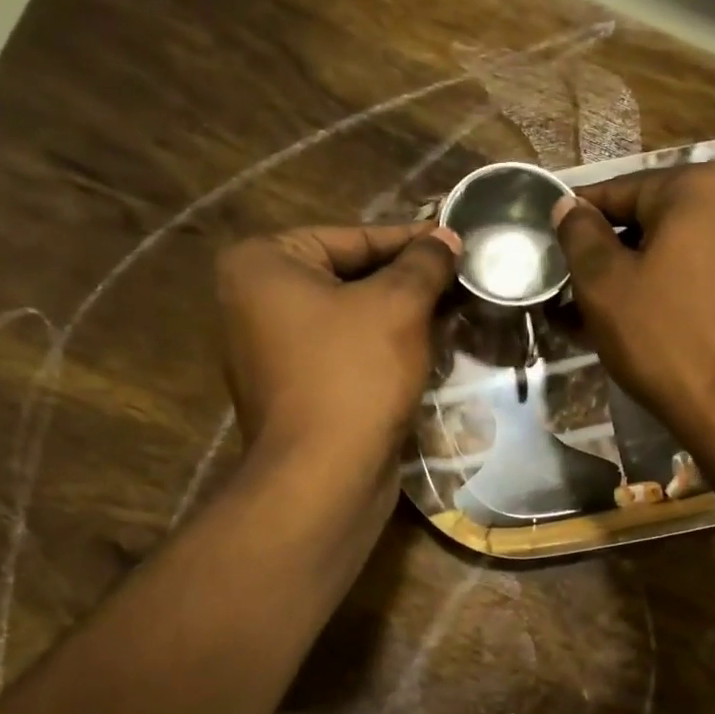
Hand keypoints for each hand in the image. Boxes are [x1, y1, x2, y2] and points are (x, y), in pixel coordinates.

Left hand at [213, 221, 459, 472]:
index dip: (411, 240)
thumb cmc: (355, 374)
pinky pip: (345, 352)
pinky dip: (381, 349)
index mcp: (262, 264)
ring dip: (400, 316)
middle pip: (349, 276)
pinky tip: (425, 350)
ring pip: (350, 317)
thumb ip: (424, 263)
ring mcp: (270, 350)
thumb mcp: (398, 305)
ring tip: (452, 311)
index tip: (455, 242)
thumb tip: (445, 238)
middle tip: (459, 279)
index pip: (352, 237)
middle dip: (406, 281)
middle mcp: (255, 301)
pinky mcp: (294, 389)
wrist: (325, 476)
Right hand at [553, 163, 714, 437]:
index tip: (550, 245)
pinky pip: (699, 277)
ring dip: (632, 278)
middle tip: (570, 289)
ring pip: (674, 253)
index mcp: (699, 187)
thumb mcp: (603, 283)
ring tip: (593, 314)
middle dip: (607, 255)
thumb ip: (579, 235)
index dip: (578, 220)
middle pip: (651, 222)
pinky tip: (636, 324)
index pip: (619, 192)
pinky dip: (665, 292)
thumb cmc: (663, 336)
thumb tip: (570, 207)